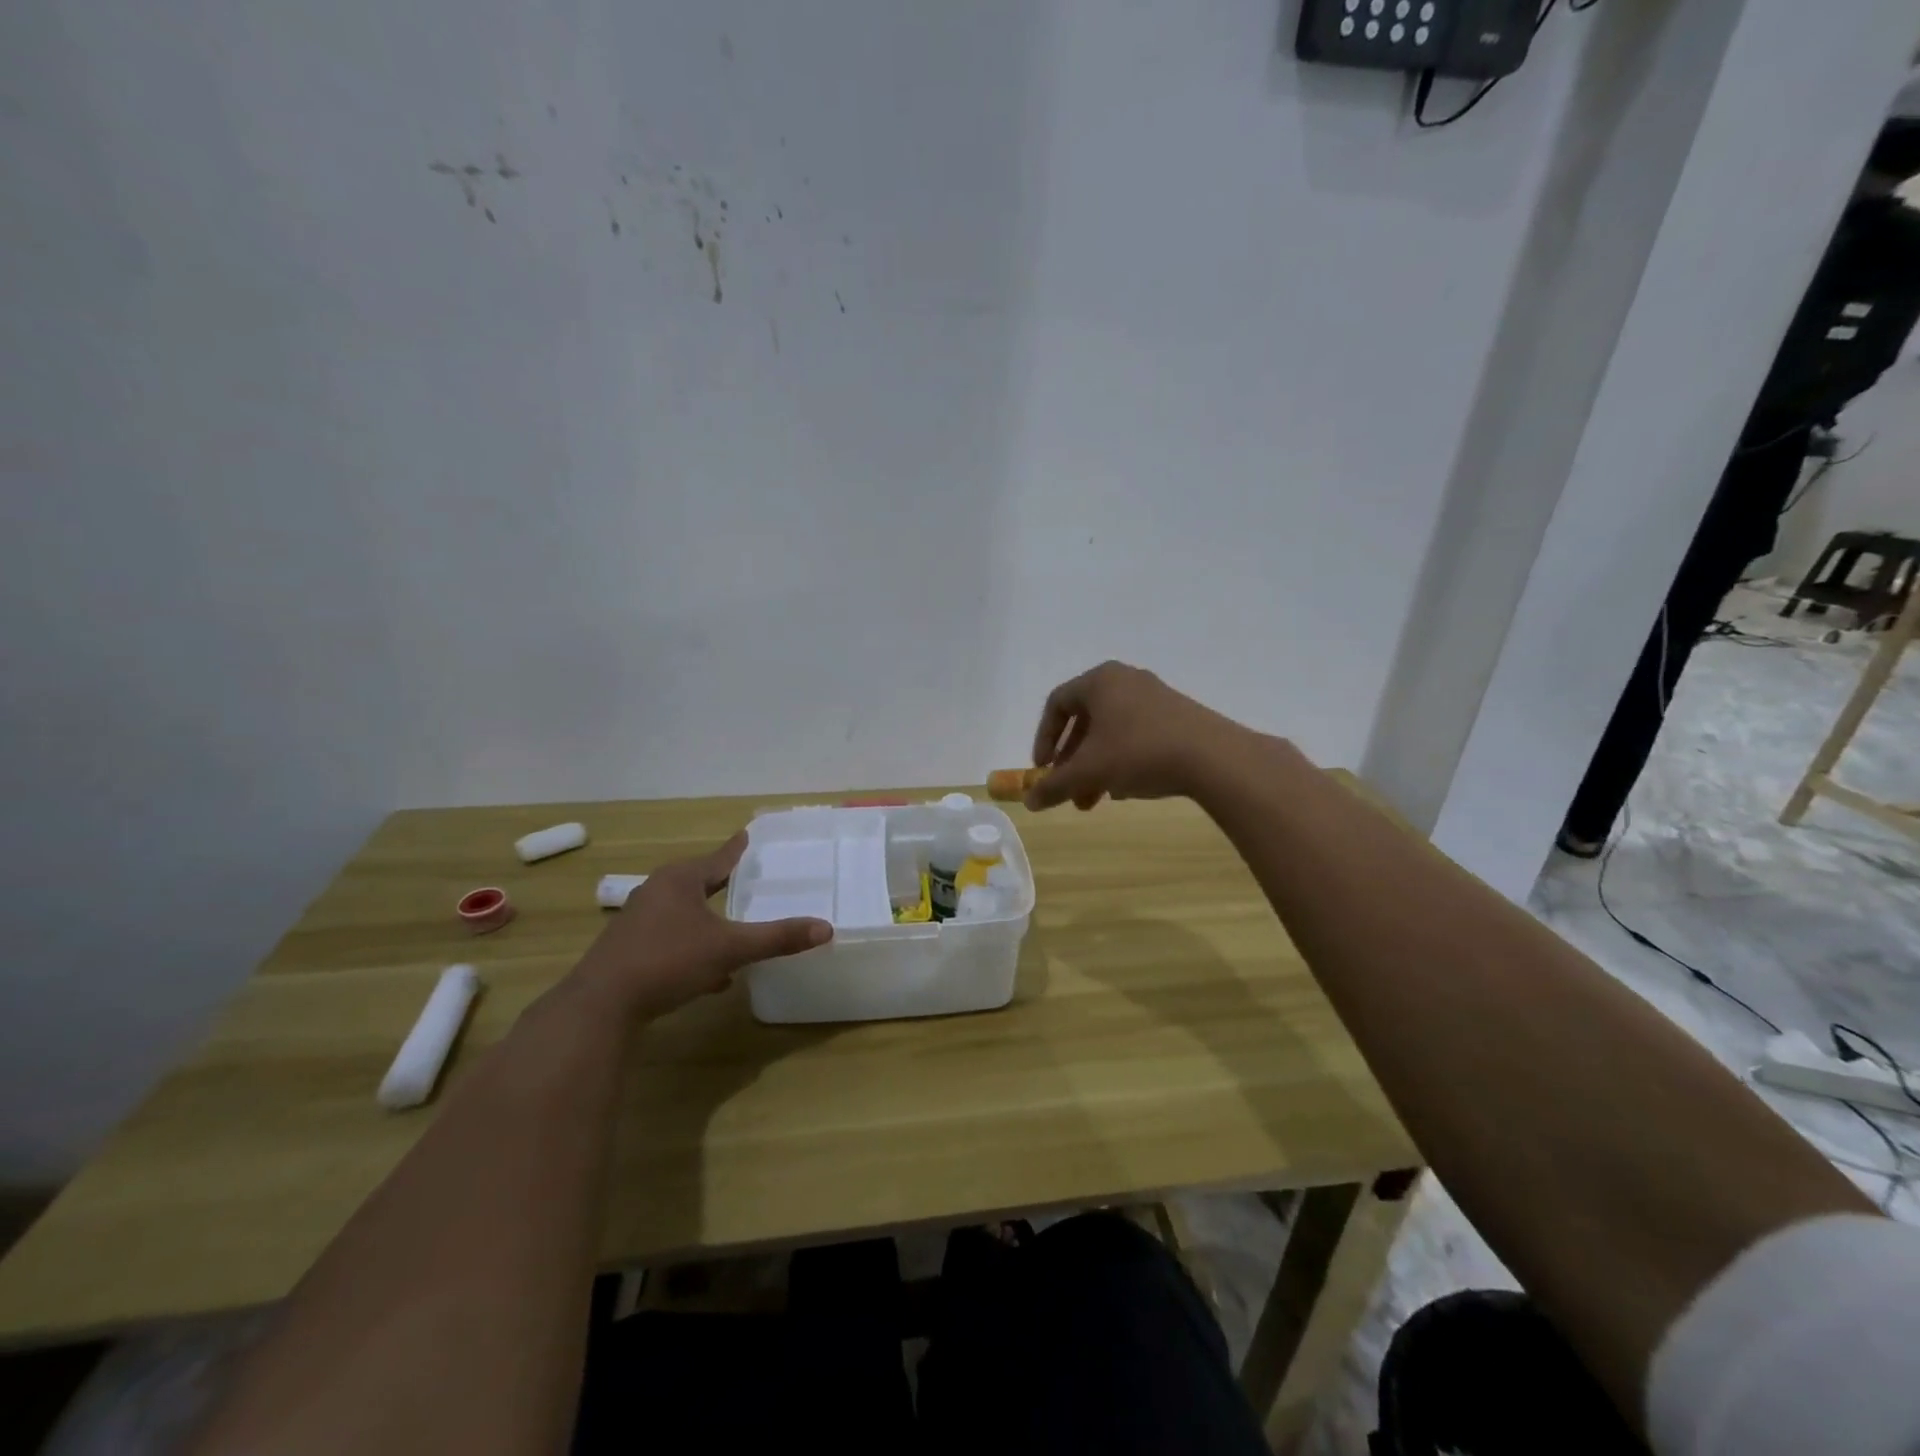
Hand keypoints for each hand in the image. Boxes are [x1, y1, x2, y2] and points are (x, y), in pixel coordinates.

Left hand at [570, 832, 830, 1019]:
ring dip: (710, 919)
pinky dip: (695, 946)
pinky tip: (712, 975)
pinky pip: (673, 938)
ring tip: (735, 925)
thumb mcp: (729, 948)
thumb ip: (777, 938)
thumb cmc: (668, 960)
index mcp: (681, 880)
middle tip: (749, 879)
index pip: (719, 858)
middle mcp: (657, 892)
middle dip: (724, 884)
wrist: (601, 1005)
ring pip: (685, 913)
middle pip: (700, 882)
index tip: (748, 834)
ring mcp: (639, 921)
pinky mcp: (630, 949)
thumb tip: (826, 928)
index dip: (738, 848)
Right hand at [1026, 661, 1249, 811]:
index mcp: (1099, 681)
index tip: (1043, 769)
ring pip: (1111, 731)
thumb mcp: (1089, 771)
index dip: (1044, 738)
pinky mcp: (1177, 714)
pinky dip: (1121, 760)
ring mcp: (1154, 695)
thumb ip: (1054, 786)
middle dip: (1072, 761)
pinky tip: (1125, 790)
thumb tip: (1029, 802)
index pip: (1057, 703)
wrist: (1212, 756)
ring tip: (1094, 800)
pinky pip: (1136, 734)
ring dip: (1095, 766)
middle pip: (1085, 721)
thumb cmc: (1138, 752)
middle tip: (1068, 791)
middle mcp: (1125, 679)